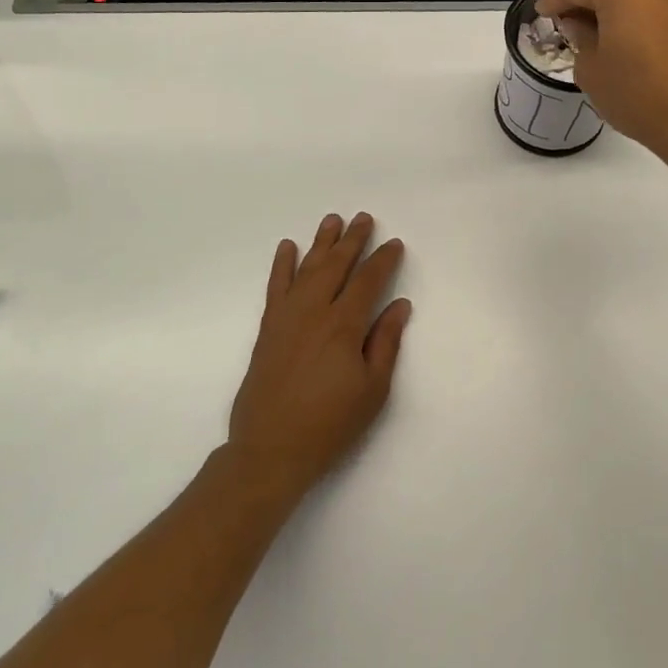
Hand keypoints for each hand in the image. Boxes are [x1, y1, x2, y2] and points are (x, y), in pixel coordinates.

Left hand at [226, 213, 410, 502]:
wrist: (270, 449)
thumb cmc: (330, 424)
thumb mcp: (373, 390)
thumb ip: (385, 342)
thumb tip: (399, 305)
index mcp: (343, 326)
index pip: (368, 281)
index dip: (383, 260)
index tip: (394, 244)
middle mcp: (314, 312)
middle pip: (336, 265)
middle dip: (353, 240)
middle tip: (364, 218)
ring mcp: (287, 317)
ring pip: (307, 268)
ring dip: (321, 242)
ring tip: (332, 220)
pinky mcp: (268, 328)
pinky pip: (276, 286)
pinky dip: (282, 264)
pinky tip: (288, 247)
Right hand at [536, 0, 667, 171]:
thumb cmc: (638, 95)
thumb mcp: (591, 69)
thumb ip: (580, 37)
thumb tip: (582, 23)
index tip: (541, 13)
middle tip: (565, 22)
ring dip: (612, 6)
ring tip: (595, 32)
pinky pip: (656, 4)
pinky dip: (637, 14)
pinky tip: (626, 38)